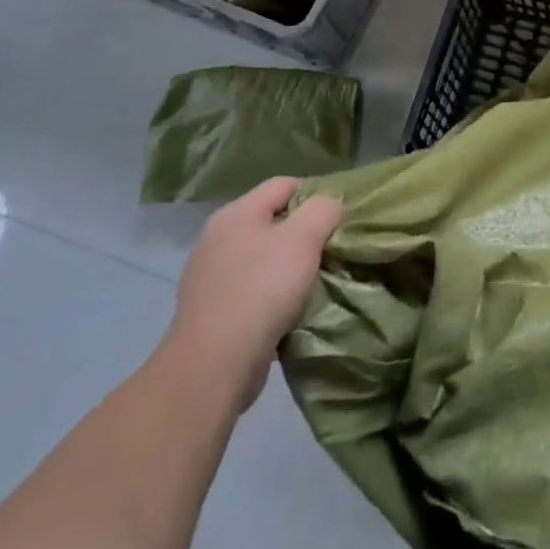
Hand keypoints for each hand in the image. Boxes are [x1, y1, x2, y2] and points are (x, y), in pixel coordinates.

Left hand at [165, 177, 342, 411]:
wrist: (214, 364)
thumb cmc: (262, 289)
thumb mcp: (304, 238)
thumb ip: (324, 210)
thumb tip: (331, 203)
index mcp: (236, 213)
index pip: (284, 184)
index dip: (316, 193)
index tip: (340, 216)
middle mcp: (217, 238)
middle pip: (272, 221)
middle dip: (304, 233)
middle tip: (331, 249)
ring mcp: (210, 276)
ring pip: (263, 258)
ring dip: (289, 266)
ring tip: (315, 281)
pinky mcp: (211, 311)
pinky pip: (251, 290)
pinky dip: (272, 295)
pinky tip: (289, 310)